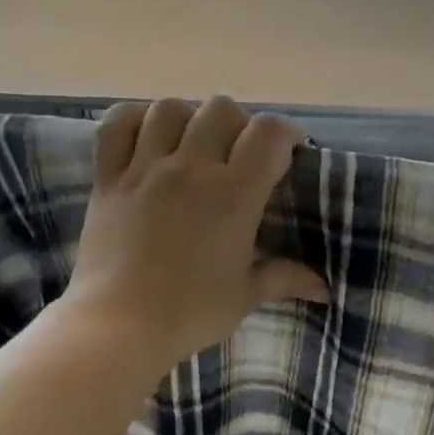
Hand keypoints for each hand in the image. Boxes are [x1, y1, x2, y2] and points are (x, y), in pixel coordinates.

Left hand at [64, 98, 328, 371]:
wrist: (120, 326)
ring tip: (193, 144)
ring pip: (170, 108)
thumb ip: (285, 279)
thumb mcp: (245, 296)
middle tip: (240, 154)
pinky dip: (135, 119)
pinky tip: (147, 135)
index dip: (285, 134)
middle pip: (221, 109)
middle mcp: (190, 168)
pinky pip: (117, 125)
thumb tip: (324, 288)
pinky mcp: (108, 179)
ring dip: (189, 117)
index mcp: (233, 195)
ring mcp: (144, 168)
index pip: (267, 133)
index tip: (288, 153)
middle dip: (239, 124)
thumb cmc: (190, 313)